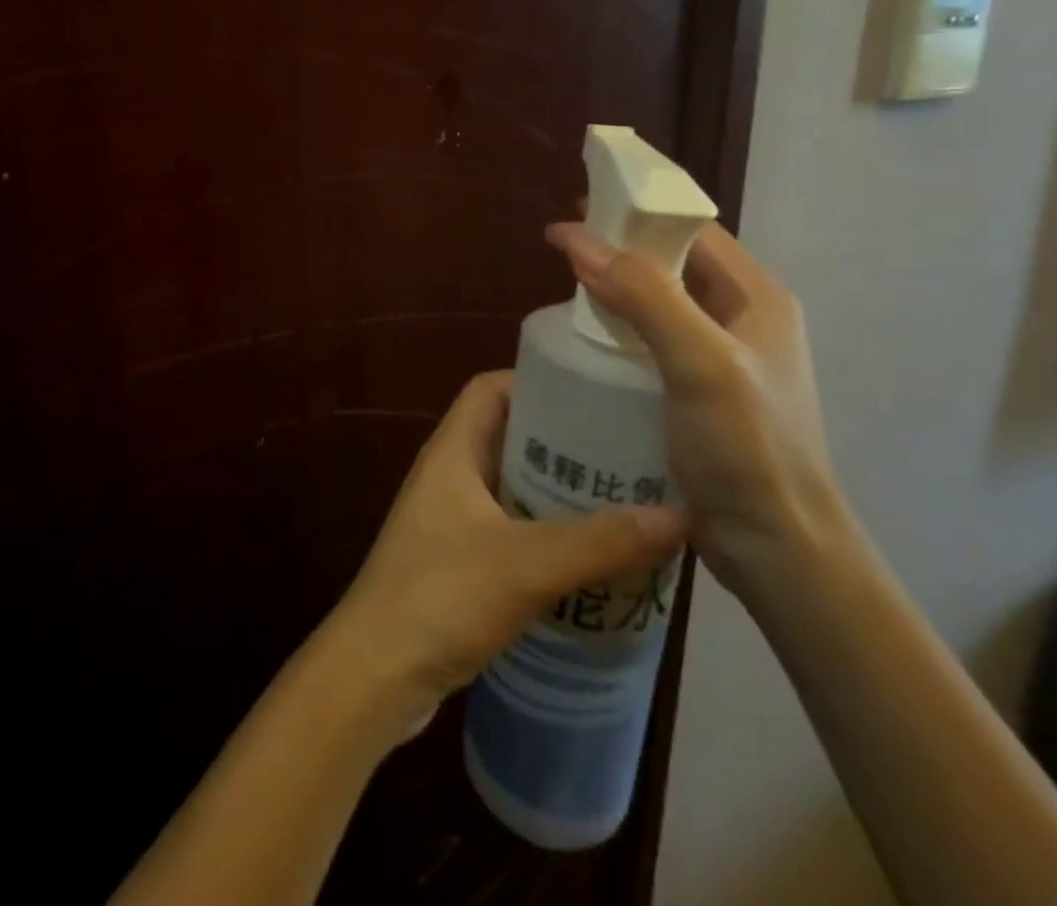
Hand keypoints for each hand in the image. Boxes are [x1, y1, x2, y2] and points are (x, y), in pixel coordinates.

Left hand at [324, 371, 686, 736]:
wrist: (376, 673)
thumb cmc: (442, 595)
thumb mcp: (527, 563)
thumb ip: (600, 541)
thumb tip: (680, 515)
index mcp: (452, 450)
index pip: (490, 388)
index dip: (536, 381)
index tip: (593, 395)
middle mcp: (448, 474)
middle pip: (508, 435)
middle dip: (562, 441)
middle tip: (624, 453)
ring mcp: (450, 519)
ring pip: (511, 486)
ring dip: (557, 492)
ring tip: (621, 502)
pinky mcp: (456, 561)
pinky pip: (509, 528)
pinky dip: (545, 532)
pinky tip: (589, 557)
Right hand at [546, 220, 844, 598]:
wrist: (779, 549)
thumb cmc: (749, 447)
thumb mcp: (700, 361)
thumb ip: (645, 296)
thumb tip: (579, 241)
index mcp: (756, 298)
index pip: (693, 231)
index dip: (639, 212)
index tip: (581, 206)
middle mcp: (741, 319)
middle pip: (674, 264)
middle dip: (621, 248)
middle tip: (562, 247)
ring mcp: (720, 359)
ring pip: (659, 304)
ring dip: (616, 290)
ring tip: (564, 288)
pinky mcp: (697, 393)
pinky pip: (651, 343)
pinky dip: (618, 330)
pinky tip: (586, 340)